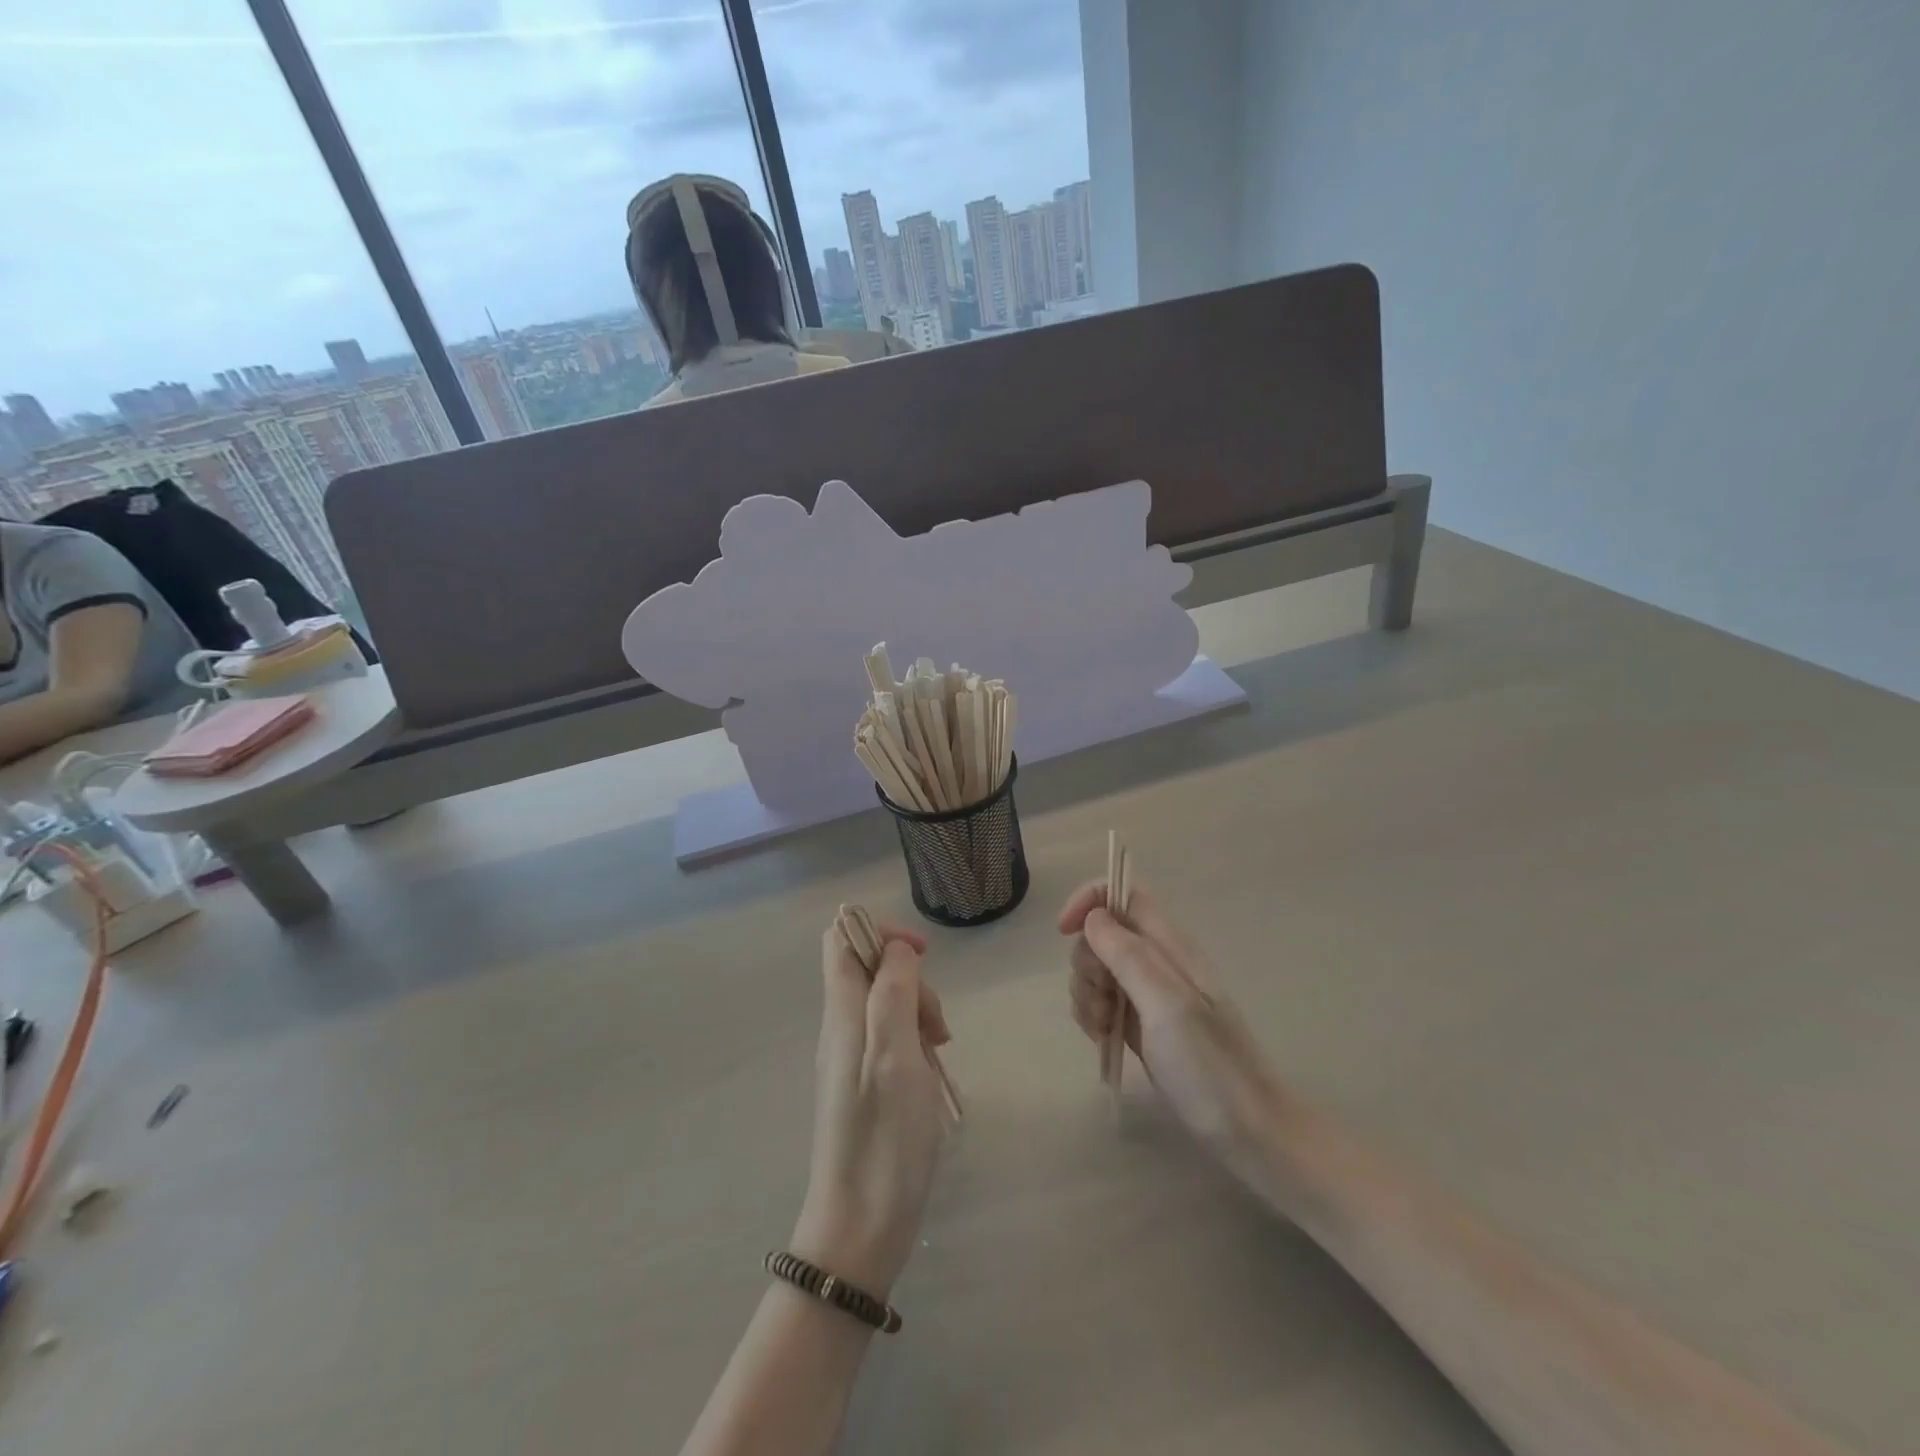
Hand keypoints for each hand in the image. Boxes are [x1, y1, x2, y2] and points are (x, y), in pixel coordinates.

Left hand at [791, 921, 950, 1299]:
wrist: (860, 1226)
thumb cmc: (884, 1136)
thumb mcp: (896, 1051)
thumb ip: (894, 989)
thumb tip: (895, 946)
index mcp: (843, 1011)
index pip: (842, 938)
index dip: (880, 932)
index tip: (921, 956)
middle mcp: (840, 1026)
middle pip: (871, 969)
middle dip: (912, 980)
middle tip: (936, 1025)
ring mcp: (850, 1056)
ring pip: (885, 1003)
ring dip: (918, 1013)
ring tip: (939, 1052)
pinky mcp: (863, 1083)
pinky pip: (889, 1037)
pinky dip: (914, 1041)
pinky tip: (931, 1072)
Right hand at [1059, 882, 1285, 1160]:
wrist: (1250, 1132)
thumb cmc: (1210, 1066)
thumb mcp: (1167, 1005)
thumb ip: (1128, 955)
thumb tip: (1094, 916)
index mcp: (1170, 945)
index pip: (1124, 894)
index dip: (1089, 901)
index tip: (1065, 932)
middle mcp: (1159, 962)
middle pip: (1102, 933)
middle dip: (1086, 961)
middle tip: (1102, 999)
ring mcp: (1150, 994)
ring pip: (1098, 968)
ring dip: (1086, 993)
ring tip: (1103, 1028)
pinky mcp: (1142, 1025)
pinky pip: (1103, 1001)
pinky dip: (1092, 1014)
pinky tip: (1102, 1039)